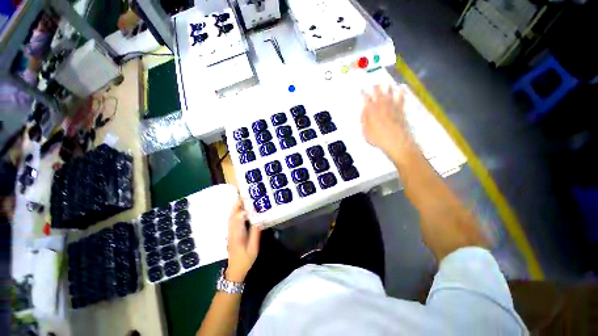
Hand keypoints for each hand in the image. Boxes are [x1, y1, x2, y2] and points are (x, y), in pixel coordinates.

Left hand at [226, 199, 261, 281]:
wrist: (235, 270)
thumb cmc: (245, 259)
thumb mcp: (253, 248)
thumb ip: (256, 233)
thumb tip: (259, 219)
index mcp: (237, 234)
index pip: (238, 217)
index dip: (242, 207)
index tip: (247, 199)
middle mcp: (231, 231)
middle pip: (233, 215)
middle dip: (237, 204)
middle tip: (244, 195)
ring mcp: (230, 232)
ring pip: (231, 217)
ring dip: (235, 208)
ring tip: (242, 199)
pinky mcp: (230, 233)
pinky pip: (231, 220)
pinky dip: (234, 213)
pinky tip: (239, 210)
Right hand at [361, 85, 412, 158]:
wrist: (397, 142)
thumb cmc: (378, 139)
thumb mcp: (365, 132)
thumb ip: (363, 120)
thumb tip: (363, 111)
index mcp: (371, 111)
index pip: (366, 98)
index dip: (363, 93)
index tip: (361, 89)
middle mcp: (381, 106)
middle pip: (378, 92)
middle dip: (375, 87)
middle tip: (373, 83)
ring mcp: (393, 106)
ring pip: (390, 92)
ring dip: (387, 87)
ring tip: (386, 83)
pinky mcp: (401, 109)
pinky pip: (402, 97)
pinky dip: (401, 91)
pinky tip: (401, 87)